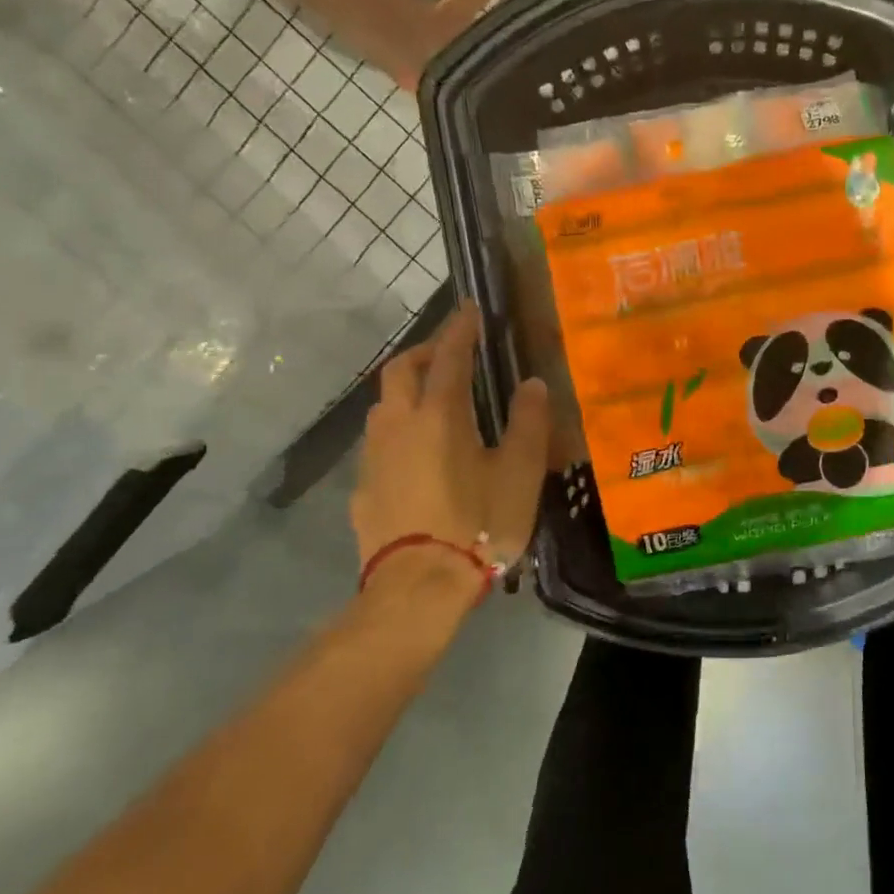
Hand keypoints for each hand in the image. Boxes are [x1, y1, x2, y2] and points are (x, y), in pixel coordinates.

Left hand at [351, 301, 550, 584]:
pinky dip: (398, 431)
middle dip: (424, 351)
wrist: (417, 586)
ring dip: (406, 390)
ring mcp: (374, 457)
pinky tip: (416, 457)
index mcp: (440, 415)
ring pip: (383, 406)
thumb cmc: (477, 525)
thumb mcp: (519, 474)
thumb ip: (528, 424)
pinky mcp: (362, 489)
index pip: (449, 356)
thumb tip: (532, 384)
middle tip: (449, 351)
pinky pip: (378, 444)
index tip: (469, 308)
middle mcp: (399, 425)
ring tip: (433, 402)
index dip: (460, 328)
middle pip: (400, 370)